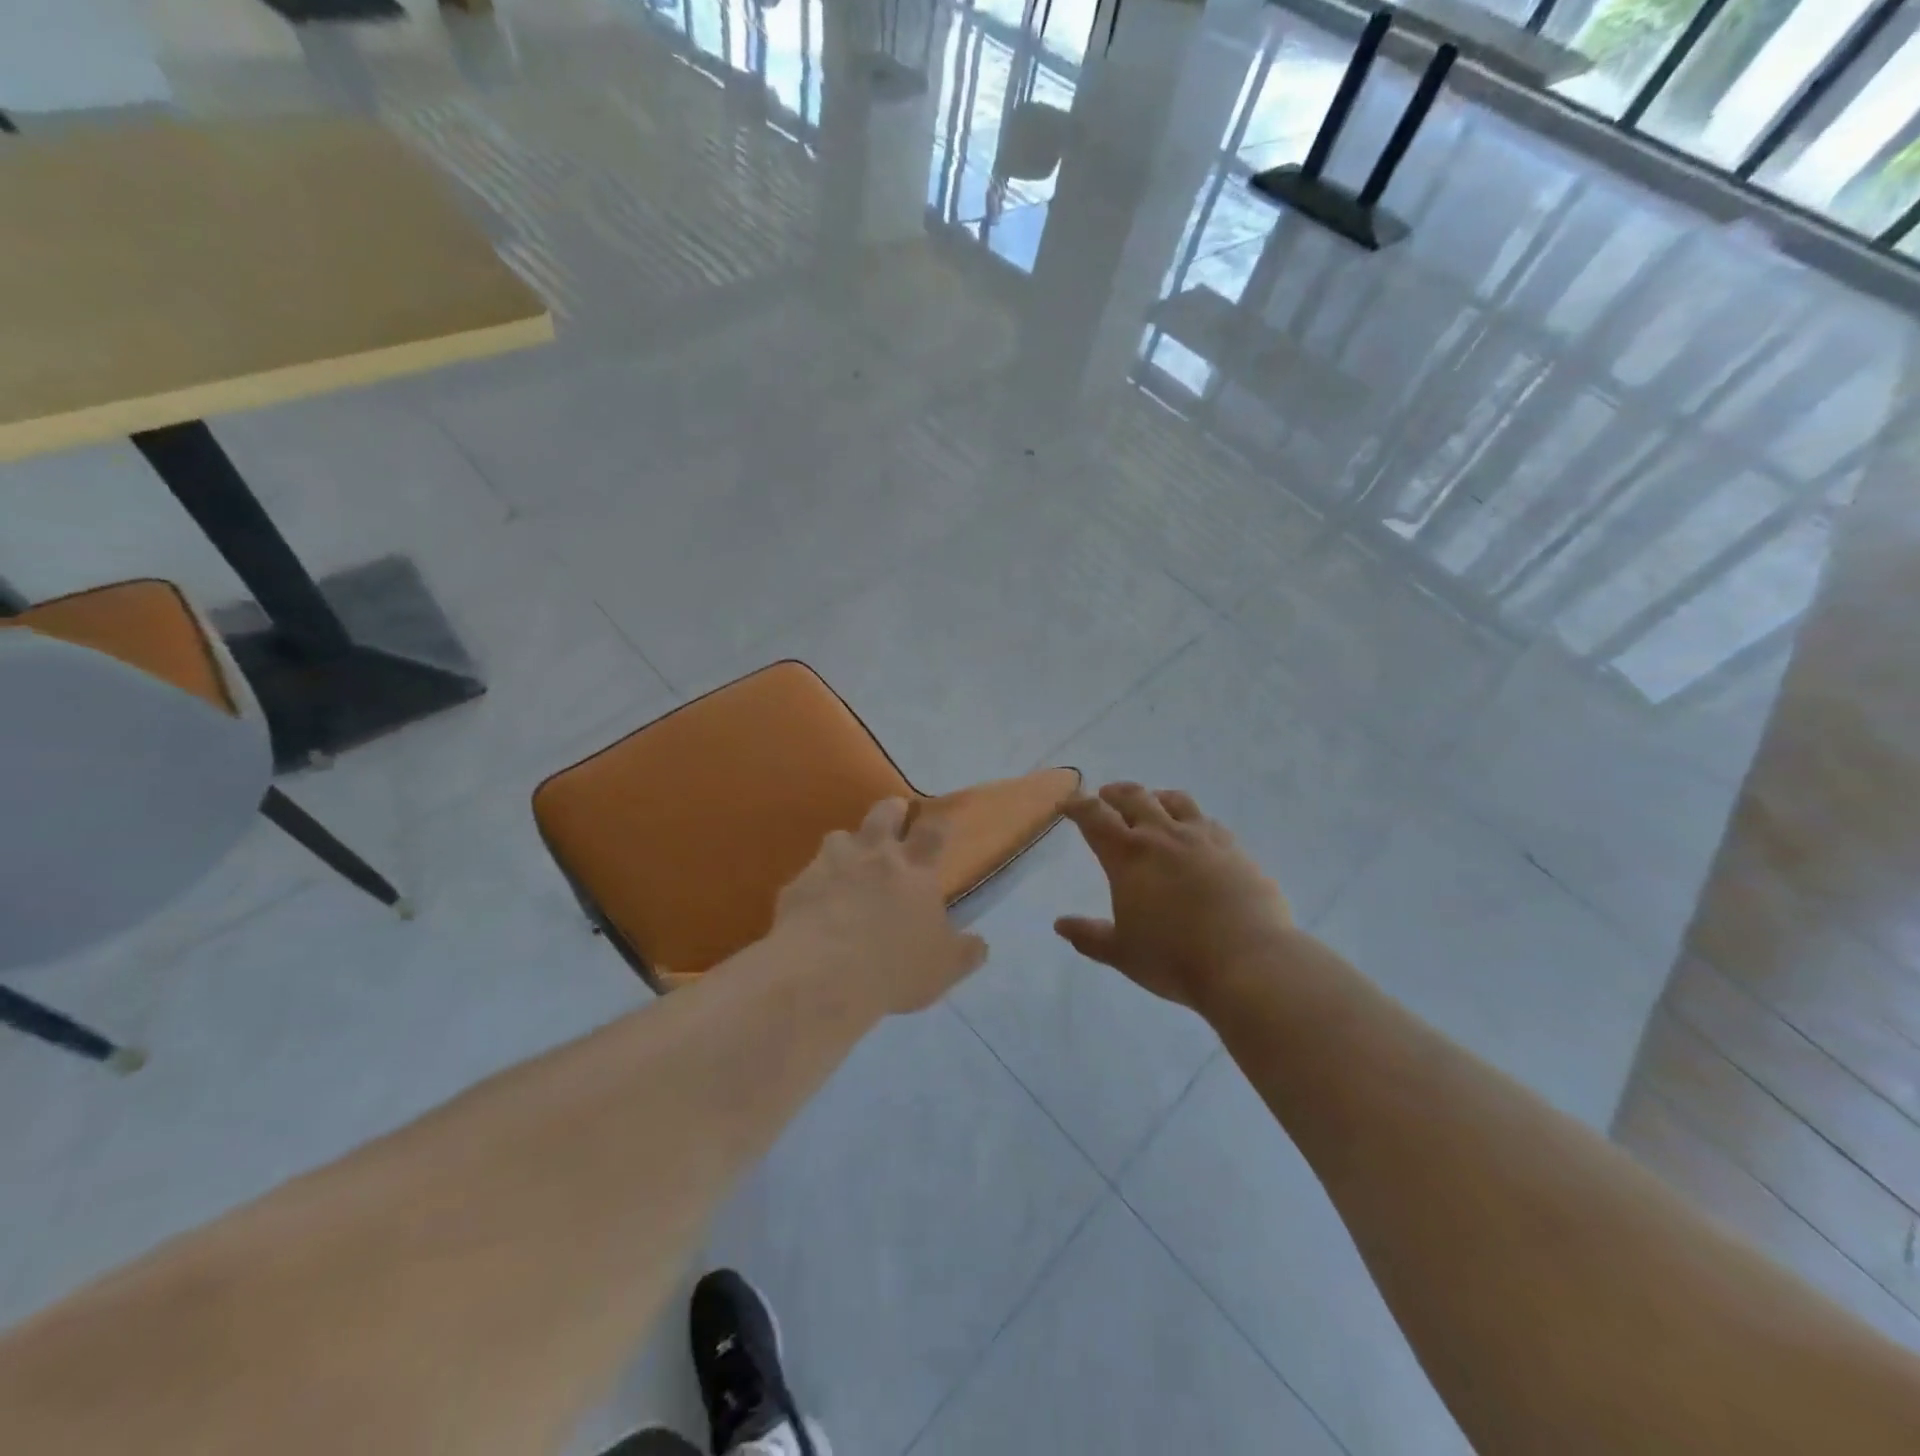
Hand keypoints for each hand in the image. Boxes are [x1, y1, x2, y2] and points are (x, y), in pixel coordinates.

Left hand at [773, 798, 988, 1015]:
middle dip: (891, 810)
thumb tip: (978, 944)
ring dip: (847, 845)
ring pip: (839, 836)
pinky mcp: (797, 884)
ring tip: (848, 861)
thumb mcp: (944, 969)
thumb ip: (964, 952)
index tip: (939, 820)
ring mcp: (831, 864)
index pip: (933, 833)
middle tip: (894, 815)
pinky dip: (814, 884)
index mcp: (915, 870)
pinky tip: (814, 904)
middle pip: (884, 813)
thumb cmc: (894, 968)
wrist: (822, 976)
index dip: (938, 823)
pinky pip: (807, 875)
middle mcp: (874, 856)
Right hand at [1055, 783, 1292, 1011]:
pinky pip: (1208, 821)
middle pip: (1134, 797)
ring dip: (1154, 797)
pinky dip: (1191, 819)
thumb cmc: (1175, 959)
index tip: (1066, 804)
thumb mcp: (1122, 953)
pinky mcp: (1235, 849)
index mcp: (1129, 856)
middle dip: (1113, 794)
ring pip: (1174, 800)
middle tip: (1104, 797)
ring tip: (1150, 803)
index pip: (1094, 817)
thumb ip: (1089, 936)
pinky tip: (1194, 833)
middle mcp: (1163, 836)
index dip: (1077, 806)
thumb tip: (1061, 925)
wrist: (1249, 962)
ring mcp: (1203, 838)